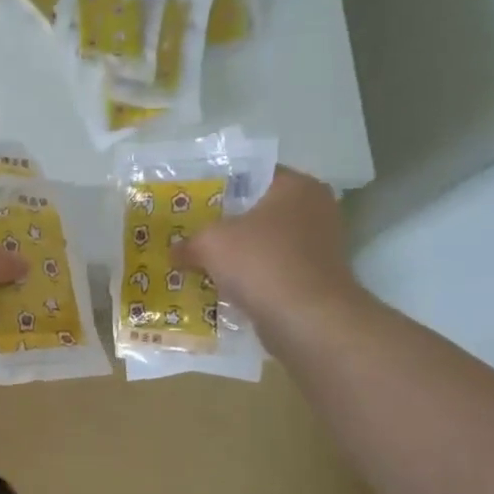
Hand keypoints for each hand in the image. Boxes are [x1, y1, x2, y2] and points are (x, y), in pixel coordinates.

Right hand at [175, 166, 365, 323]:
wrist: (306, 318)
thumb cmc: (261, 262)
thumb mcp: (210, 243)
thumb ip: (189, 242)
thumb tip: (174, 252)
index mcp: (296, 186)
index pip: (253, 175)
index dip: (220, 187)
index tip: (193, 202)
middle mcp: (315, 209)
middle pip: (259, 211)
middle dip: (227, 224)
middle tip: (193, 232)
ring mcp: (319, 246)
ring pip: (266, 244)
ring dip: (239, 255)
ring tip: (203, 262)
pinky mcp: (315, 279)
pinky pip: (274, 271)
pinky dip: (253, 278)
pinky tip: (224, 289)